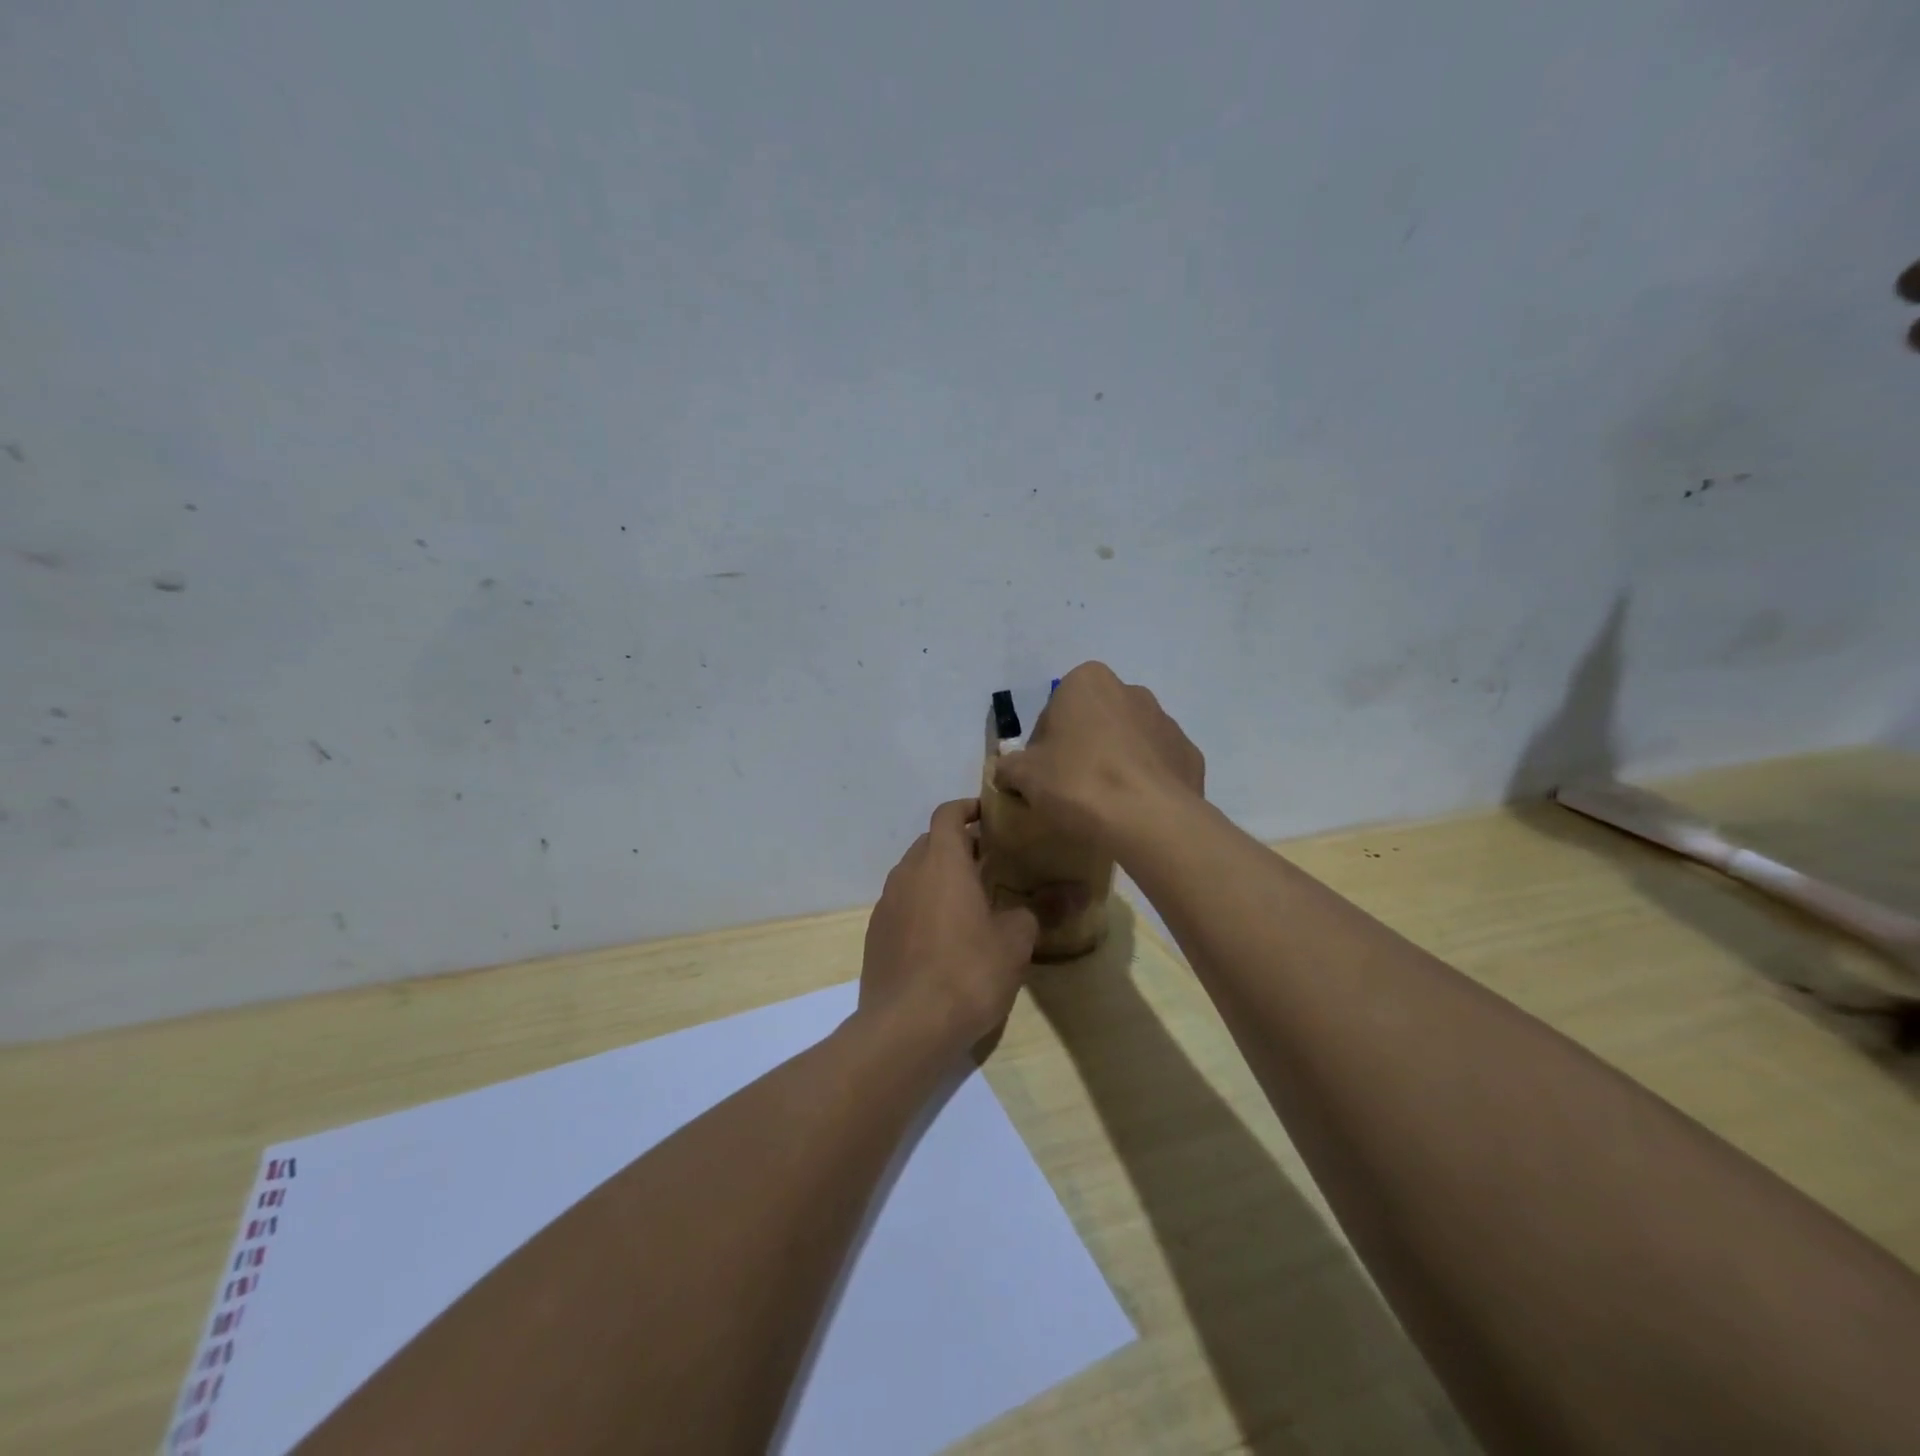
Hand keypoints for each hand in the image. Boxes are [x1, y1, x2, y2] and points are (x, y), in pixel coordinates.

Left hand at [859, 799, 1038, 1056]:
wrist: (907, 1026)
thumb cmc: (968, 972)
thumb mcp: (1014, 942)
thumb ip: (1037, 910)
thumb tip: (1068, 894)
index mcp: (942, 862)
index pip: (947, 814)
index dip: (967, 809)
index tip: (989, 817)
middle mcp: (908, 873)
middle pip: (930, 842)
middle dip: (957, 846)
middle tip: (988, 863)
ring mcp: (886, 904)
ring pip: (914, 874)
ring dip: (938, 877)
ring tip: (968, 900)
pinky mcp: (876, 934)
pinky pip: (902, 904)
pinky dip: (922, 905)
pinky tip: (942, 937)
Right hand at [993, 662, 1204, 846]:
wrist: (1149, 820)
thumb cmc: (1078, 783)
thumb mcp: (1024, 776)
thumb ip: (1009, 767)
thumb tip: (1007, 772)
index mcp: (1087, 682)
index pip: (1053, 713)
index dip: (1042, 747)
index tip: (1042, 776)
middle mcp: (1130, 691)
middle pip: (1092, 722)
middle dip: (1081, 749)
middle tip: (1069, 790)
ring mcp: (1165, 722)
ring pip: (1127, 742)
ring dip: (1113, 763)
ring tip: (1103, 805)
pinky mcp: (1189, 754)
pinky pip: (1155, 765)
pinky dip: (1143, 782)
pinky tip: (1132, 811)